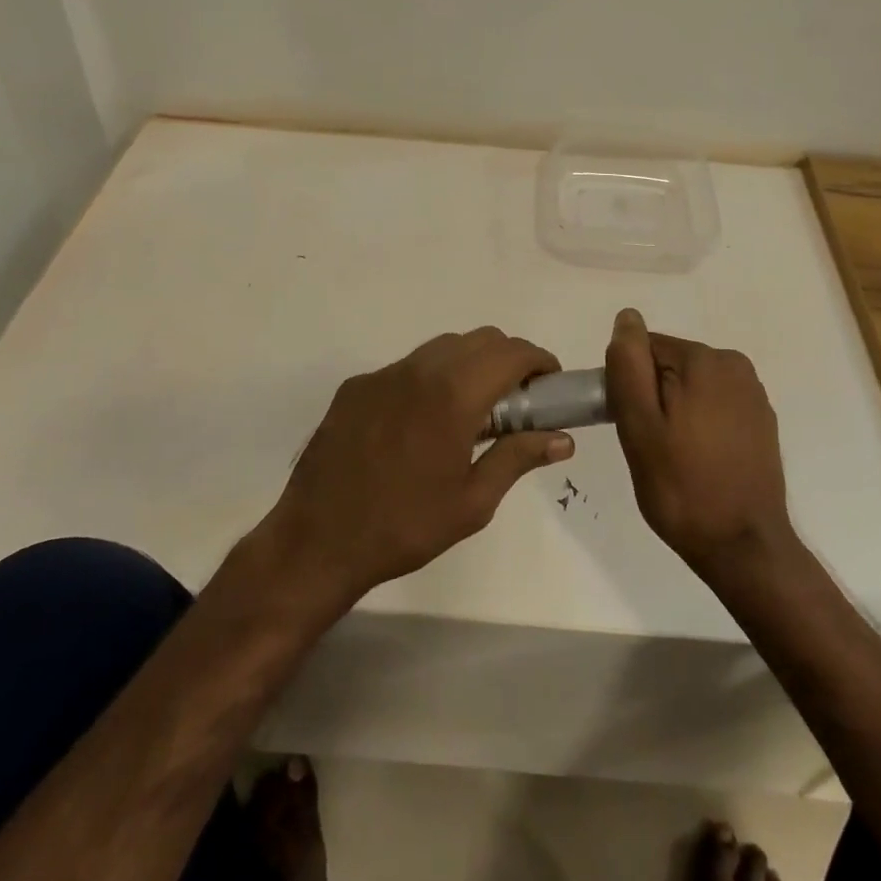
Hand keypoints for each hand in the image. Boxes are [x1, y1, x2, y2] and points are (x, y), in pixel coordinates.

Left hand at [261, 327, 574, 610]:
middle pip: (479, 339)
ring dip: (469, 364)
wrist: (317, 540)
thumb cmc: (405, 527)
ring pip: (442, 347)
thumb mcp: (472, 502)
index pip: (511, 352)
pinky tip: (422, 422)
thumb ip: (518, 458)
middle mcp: (419, 369)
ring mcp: (383, 374)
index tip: (550, 383)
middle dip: (508, 359)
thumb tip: (563, 438)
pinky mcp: (356, 386)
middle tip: (517, 401)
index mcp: (453, 394)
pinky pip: (406, 367)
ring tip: (472, 411)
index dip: (538, 360)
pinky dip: (430, 378)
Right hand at [606, 309, 796, 578]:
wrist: (743, 548)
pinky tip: (700, 461)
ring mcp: (753, 394)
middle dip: (653, 397)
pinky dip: (701, 424)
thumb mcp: (639, 425)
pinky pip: (715, 406)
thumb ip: (629, 365)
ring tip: (675, 457)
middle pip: (670, 365)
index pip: (645, 349)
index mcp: (705, 360)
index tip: (631, 424)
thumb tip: (627, 318)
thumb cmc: (682, 486)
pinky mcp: (762, 421)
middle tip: (650, 445)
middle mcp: (735, 365)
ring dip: (676, 411)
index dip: (629, 385)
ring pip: (691, 387)